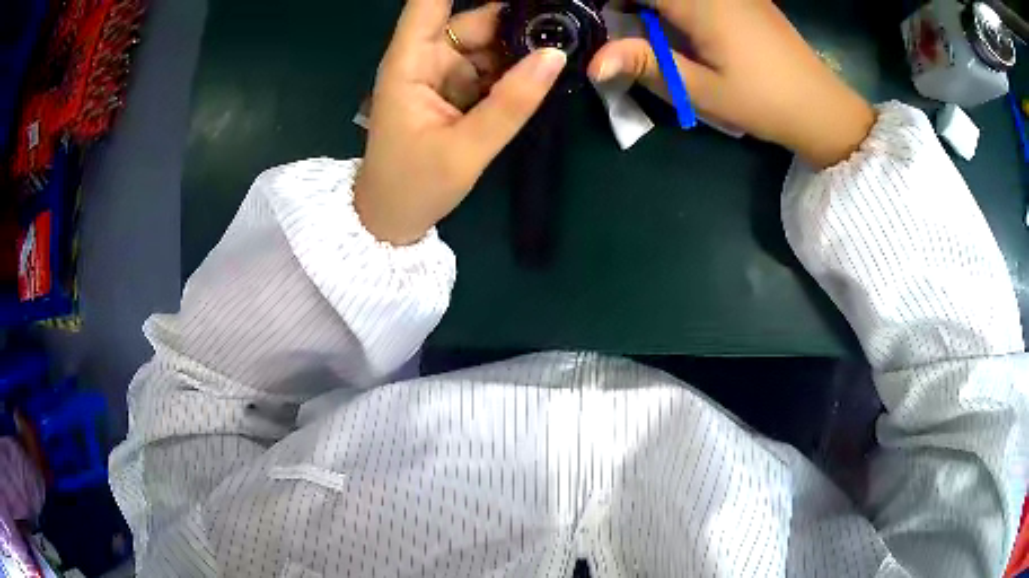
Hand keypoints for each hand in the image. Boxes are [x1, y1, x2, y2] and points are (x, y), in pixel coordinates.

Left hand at [354, 0, 566, 244]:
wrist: (393, 220)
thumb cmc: (413, 186)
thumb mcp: (465, 150)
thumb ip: (511, 103)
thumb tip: (555, 56)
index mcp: (411, 61)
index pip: (430, 1)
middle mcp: (426, 57)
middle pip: (475, 20)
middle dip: (519, 19)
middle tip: (567, 23)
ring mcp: (444, 72)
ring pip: (489, 41)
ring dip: (524, 43)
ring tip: (568, 43)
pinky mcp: (457, 88)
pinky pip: (492, 65)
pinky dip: (518, 66)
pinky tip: (547, 68)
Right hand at [589, 0, 874, 168]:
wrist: (822, 107)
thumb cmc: (763, 102)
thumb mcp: (702, 91)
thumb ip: (646, 65)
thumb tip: (592, 62)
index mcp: (699, 2)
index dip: (611, 2)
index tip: (601, 23)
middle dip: (631, 5)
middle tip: (626, 35)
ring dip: (656, 7)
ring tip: (653, 37)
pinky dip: (679, 8)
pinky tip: (687, 31)